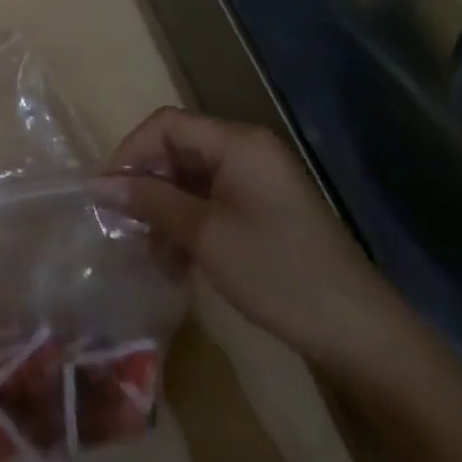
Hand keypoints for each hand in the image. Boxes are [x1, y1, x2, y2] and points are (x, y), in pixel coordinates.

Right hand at [98, 107, 410, 373]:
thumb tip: (99, 186)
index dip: (130, 152)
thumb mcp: (205, 236)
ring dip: (165, 209)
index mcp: (238, 143)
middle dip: (147, 184)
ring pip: (192, 179)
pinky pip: (212, 201)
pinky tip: (178, 261)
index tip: (107, 192)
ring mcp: (259, 182)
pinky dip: (189, 223)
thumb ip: (150, 202)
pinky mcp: (266, 211)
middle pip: (178, 149)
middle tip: (125, 224)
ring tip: (150, 252)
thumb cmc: (278, 273)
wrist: (363, 337)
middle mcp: (248, 151)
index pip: (166, 125)